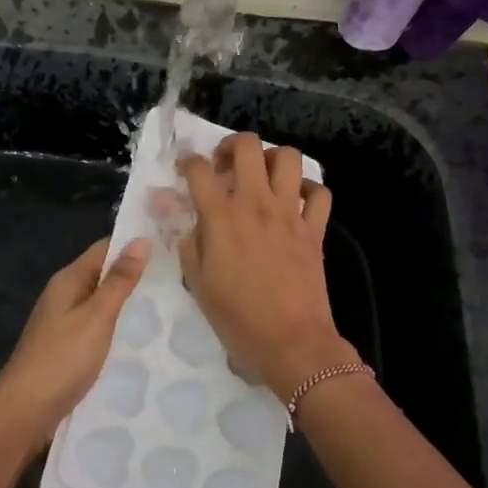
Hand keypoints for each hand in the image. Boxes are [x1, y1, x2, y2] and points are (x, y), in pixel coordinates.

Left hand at [0, 237, 151, 451]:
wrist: (24, 412)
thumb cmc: (62, 358)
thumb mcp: (96, 316)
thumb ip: (119, 281)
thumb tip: (141, 239)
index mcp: (68, 280)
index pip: (104, 249)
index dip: (133, 244)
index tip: (171, 243)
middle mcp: (64, 296)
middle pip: (103, 276)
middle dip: (135, 276)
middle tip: (180, 278)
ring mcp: (63, 324)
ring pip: (101, 305)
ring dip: (128, 305)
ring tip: (170, 307)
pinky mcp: (67, 350)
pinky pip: (97, 329)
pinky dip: (117, 329)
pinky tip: (141, 340)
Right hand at [175, 133, 350, 401]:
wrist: (290, 343)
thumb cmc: (236, 317)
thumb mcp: (196, 280)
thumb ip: (184, 238)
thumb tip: (169, 206)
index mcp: (221, 215)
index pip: (198, 168)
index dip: (187, 163)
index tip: (185, 172)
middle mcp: (256, 203)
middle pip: (247, 145)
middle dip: (231, 146)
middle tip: (225, 167)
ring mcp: (290, 212)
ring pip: (288, 157)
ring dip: (271, 159)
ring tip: (261, 176)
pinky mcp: (315, 228)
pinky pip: (319, 192)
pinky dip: (308, 189)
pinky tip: (295, 200)